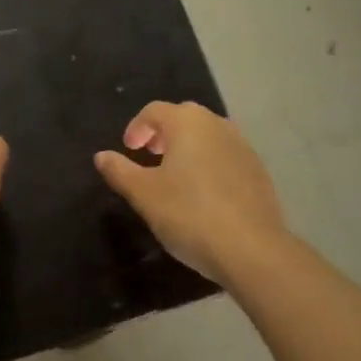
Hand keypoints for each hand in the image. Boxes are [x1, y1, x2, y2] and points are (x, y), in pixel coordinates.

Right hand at [94, 101, 288, 284]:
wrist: (252, 250)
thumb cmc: (190, 214)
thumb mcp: (144, 194)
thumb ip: (120, 171)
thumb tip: (101, 156)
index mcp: (187, 122)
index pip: (154, 111)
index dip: (137, 127)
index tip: (128, 149)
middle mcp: (217, 124)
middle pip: (183, 118)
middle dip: (162, 133)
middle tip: (149, 156)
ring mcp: (242, 147)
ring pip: (207, 136)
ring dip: (187, 148)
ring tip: (175, 176)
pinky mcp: (258, 171)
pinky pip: (225, 156)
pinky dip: (209, 164)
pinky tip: (204, 194)